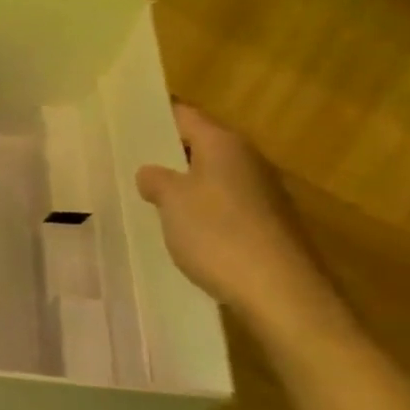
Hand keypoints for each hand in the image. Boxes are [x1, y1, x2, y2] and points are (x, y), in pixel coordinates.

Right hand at [134, 104, 347, 339]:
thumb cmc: (219, 235)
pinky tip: (184, 230)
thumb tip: (151, 172)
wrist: (282, 293)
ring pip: (214, 177)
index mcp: (224, 143)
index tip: (127, 122)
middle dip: (169, 153)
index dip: (155, 117)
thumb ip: (156, 180)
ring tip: (151, 196)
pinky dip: (204, 210)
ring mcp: (263, 193)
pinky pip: (227, 205)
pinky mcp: (269, 225)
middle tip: (131, 161)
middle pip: (202, 145)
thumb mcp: (172, 202)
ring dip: (186, 184)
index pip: (184, 115)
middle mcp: (248, 160)